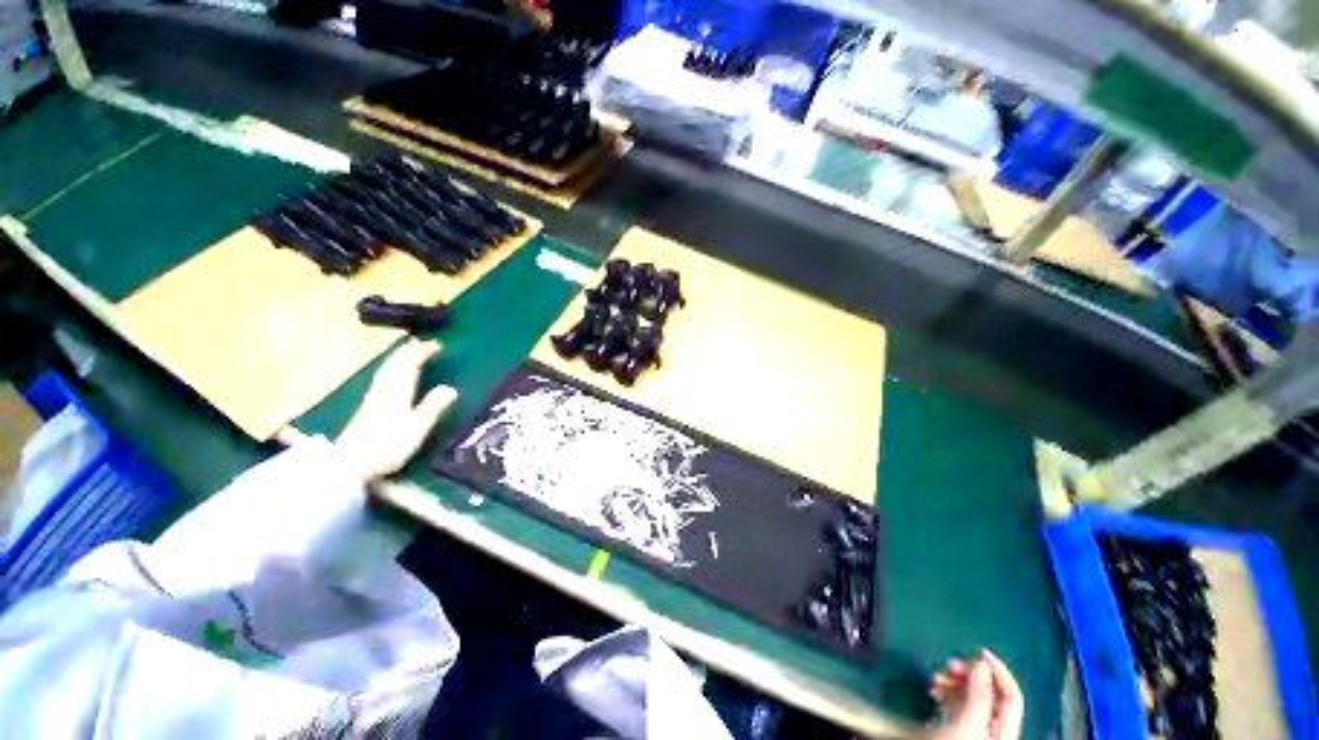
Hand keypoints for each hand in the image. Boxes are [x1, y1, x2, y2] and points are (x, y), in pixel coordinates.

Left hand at [336, 339, 457, 483]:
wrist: (349, 464)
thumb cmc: (388, 445)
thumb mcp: (418, 427)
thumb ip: (434, 406)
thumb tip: (451, 388)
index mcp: (397, 389)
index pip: (409, 363)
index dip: (422, 352)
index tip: (437, 345)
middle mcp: (384, 388)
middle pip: (395, 362)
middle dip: (409, 351)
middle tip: (424, 344)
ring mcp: (373, 396)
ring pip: (387, 369)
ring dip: (399, 357)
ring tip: (410, 352)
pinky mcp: (368, 405)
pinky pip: (383, 377)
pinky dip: (391, 368)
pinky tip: (393, 375)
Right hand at [921, 650, 1022, 739]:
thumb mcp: (968, 723)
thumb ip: (979, 696)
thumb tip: (982, 665)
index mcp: (1004, 730)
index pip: (1012, 696)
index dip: (999, 672)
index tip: (979, 651)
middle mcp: (993, 729)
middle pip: (990, 695)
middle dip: (969, 676)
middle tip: (949, 665)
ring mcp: (975, 730)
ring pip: (971, 697)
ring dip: (954, 682)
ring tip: (936, 678)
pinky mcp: (958, 729)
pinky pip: (957, 704)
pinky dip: (947, 692)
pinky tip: (934, 690)